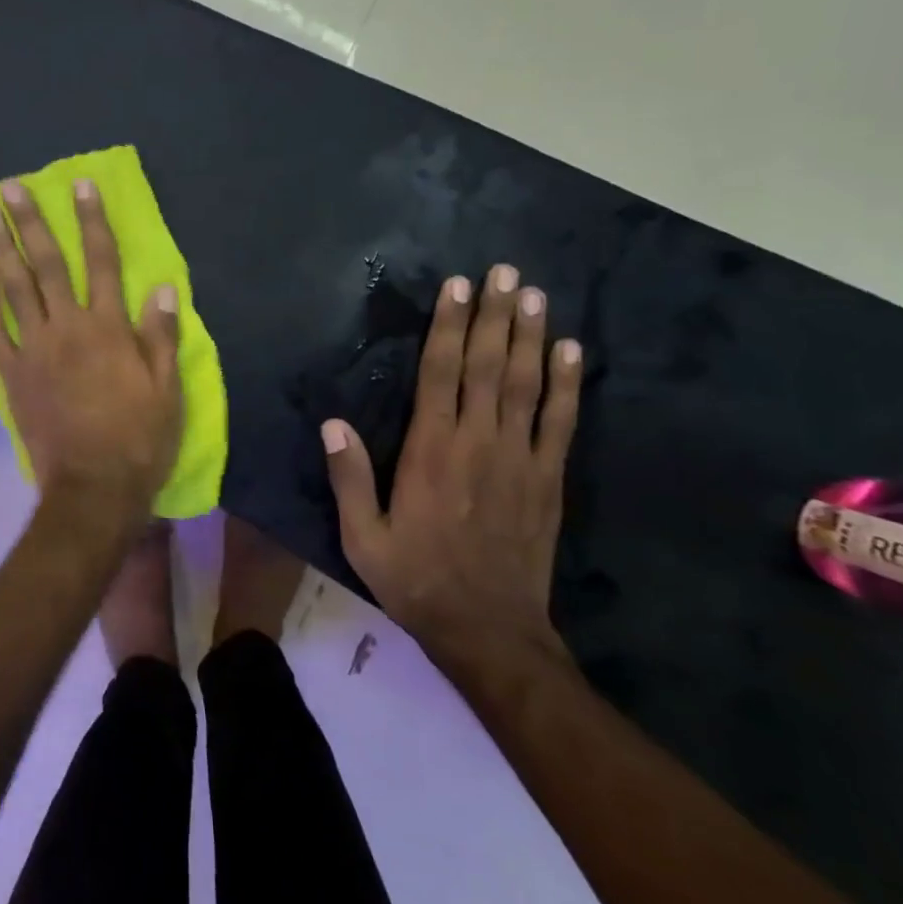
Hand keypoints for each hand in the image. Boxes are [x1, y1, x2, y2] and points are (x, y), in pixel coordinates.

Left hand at [0, 178, 182, 515]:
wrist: (93, 488)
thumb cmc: (139, 440)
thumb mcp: (168, 390)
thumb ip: (162, 336)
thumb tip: (163, 287)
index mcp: (109, 328)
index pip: (103, 261)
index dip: (92, 220)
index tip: (81, 186)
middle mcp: (67, 328)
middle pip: (48, 264)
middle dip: (31, 222)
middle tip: (10, 187)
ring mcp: (34, 350)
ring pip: (13, 288)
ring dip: (0, 248)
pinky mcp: (11, 374)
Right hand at [322, 266, 581, 662]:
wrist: (490, 631)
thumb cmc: (416, 579)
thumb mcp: (363, 537)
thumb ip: (349, 478)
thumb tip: (332, 424)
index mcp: (430, 452)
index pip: (440, 376)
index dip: (447, 329)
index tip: (455, 289)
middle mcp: (477, 444)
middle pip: (487, 367)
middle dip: (493, 316)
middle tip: (502, 272)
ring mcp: (520, 460)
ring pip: (526, 385)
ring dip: (529, 337)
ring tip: (532, 295)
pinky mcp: (548, 479)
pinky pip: (560, 422)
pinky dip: (567, 384)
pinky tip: (570, 351)